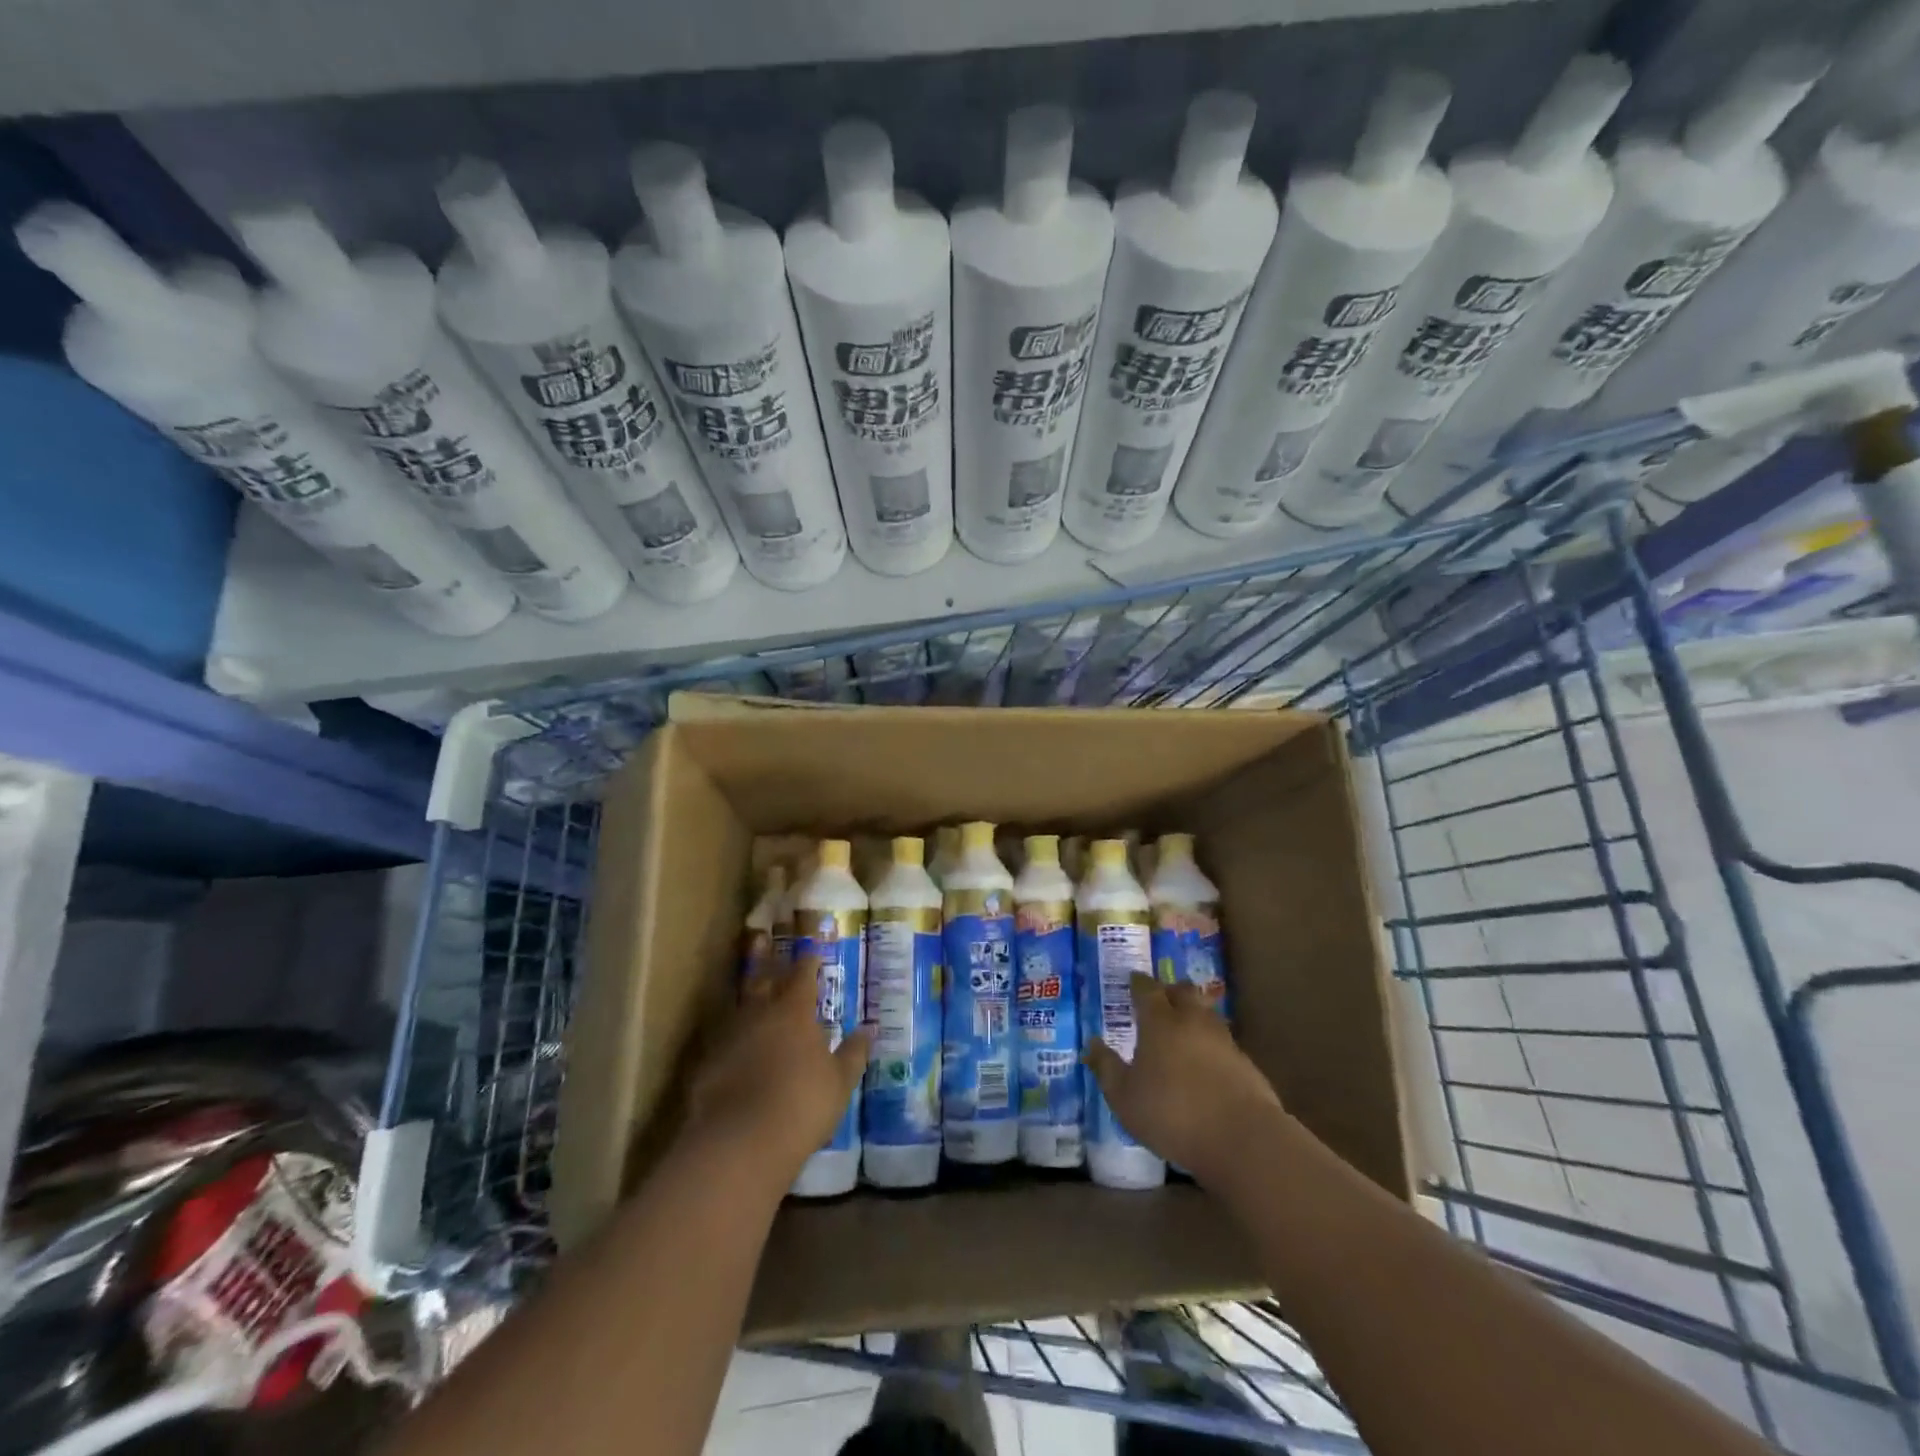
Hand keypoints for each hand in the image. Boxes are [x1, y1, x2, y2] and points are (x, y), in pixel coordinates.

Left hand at [684, 958, 871, 1176]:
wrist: (741, 1142)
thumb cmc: (803, 1104)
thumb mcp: (840, 1081)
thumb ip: (853, 1052)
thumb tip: (869, 1029)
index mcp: (794, 1011)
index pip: (802, 975)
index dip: (808, 963)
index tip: (812, 953)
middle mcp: (759, 1014)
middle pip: (762, 979)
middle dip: (766, 960)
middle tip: (763, 940)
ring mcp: (729, 1036)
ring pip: (739, 1006)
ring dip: (746, 997)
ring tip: (751, 992)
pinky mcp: (707, 1063)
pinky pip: (723, 1040)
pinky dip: (732, 1036)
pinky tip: (734, 1045)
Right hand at [1084, 975, 1283, 1184]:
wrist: (1241, 1139)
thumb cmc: (1172, 1114)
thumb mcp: (1124, 1097)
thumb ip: (1106, 1068)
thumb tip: (1091, 1044)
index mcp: (1159, 1022)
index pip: (1147, 989)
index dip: (1138, 983)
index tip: (1132, 979)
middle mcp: (1192, 1020)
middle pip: (1183, 991)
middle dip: (1170, 990)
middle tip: (1159, 997)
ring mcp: (1223, 1039)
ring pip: (1206, 1013)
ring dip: (1193, 1013)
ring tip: (1182, 1026)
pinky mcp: (1245, 1062)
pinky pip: (1223, 1040)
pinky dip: (1210, 1042)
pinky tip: (1205, 1060)